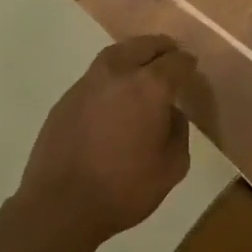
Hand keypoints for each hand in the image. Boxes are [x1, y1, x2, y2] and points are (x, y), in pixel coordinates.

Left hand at [19, 36, 199, 246]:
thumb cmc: (124, 189)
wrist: (60, 206)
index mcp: (150, 86)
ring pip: (117, 53)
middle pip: (145, 45)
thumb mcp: (172, 167)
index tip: (191, 69)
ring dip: (134, 55)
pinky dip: (112, 76)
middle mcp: (119, 72)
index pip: (176, 61)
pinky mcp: (67, 97)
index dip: (187, 64)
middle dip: (162, 49)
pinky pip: (97, 75)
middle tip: (171, 58)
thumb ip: (178, 131)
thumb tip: (169, 113)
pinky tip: (114, 96)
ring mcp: (88, 82)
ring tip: (143, 68)